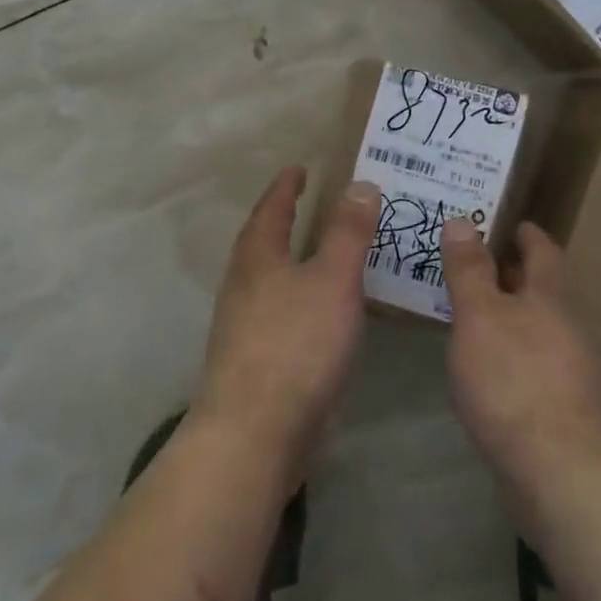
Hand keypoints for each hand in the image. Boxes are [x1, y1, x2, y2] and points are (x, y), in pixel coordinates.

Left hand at [193, 166, 382, 486]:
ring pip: (266, 279)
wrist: (255, 431)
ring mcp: (241, 325)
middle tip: (308, 206)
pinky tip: (316, 315)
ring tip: (318, 255)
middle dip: (281, 221)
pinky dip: (296, 298)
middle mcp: (242, 286)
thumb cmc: (296, 345)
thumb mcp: (332, 281)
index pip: (271, 209)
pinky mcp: (251, 360)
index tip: (298, 169)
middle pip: (260, 242)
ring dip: (288, 261)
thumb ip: (347, 233)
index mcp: (257, 258)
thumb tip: (359, 184)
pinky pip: (275, 312)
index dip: (286, 187)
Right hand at [440, 218, 600, 489]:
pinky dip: (512, 350)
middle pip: (543, 290)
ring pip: (539, 327)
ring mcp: (571, 371)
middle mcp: (569, 328)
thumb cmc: (515, 381)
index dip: (526, 234)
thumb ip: (469, 270)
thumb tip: (462, 221)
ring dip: (511, 314)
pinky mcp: (564, 407)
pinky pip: (534, 362)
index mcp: (551, 298)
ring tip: (472, 311)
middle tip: (473, 262)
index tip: (507, 222)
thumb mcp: (480, 316)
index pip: (544, 252)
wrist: (561, 473)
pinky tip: (488, 366)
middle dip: (513, 274)